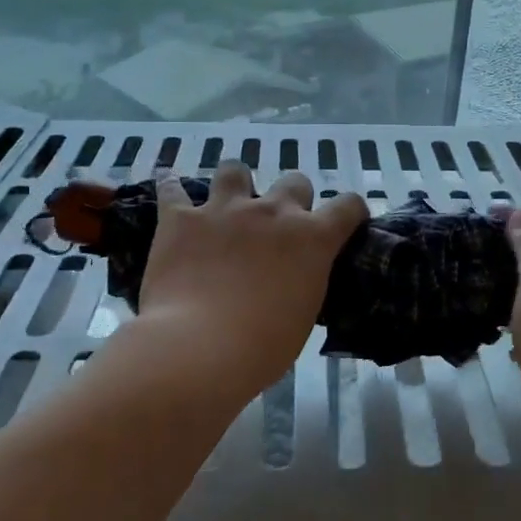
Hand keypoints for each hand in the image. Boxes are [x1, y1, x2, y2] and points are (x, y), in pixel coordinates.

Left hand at [136, 162, 367, 396]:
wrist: (198, 349)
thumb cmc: (262, 349)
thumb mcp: (303, 315)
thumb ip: (304, 282)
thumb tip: (293, 279)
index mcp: (312, 239)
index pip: (348, 206)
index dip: (350, 211)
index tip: (344, 223)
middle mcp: (273, 212)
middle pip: (294, 182)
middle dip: (291, 199)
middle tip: (277, 228)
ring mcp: (225, 209)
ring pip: (234, 170)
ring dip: (235, 184)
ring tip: (226, 204)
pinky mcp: (181, 218)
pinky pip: (172, 189)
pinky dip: (173, 190)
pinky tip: (170, 195)